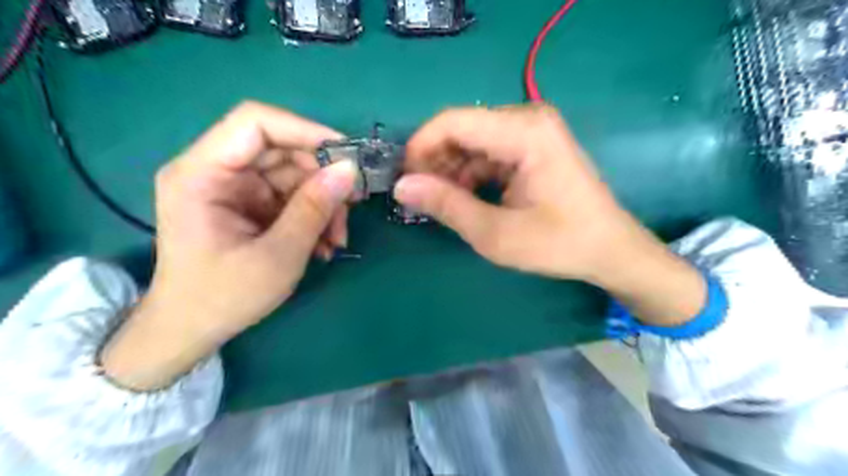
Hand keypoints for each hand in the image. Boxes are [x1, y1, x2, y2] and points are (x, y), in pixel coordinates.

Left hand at [100, 100, 356, 389]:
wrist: (191, 330)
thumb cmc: (224, 297)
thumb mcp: (278, 256)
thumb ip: (314, 209)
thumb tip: (350, 171)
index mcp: (202, 174)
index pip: (255, 124)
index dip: (304, 130)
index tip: (347, 155)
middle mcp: (215, 171)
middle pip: (281, 150)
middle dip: (322, 177)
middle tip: (353, 204)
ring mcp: (233, 188)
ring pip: (293, 175)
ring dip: (323, 203)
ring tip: (338, 238)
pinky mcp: (248, 203)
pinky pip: (290, 196)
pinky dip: (313, 215)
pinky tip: (324, 243)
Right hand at [394, 103, 706, 324]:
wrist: (610, 249)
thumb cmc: (559, 244)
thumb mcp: (496, 233)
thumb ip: (447, 205)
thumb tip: (401, 186)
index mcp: (524, 132)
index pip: (453, 121)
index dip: (420, 147)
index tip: (404, 180)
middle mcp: (528, 119)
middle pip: (461, 129)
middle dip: (434, 162)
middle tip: (420, 197)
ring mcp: (532, 130)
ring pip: (471, 141)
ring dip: (450, 170)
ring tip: (440, 202)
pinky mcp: (532, 145)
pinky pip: (487, 151)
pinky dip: (469, 173)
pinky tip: (464, 197)